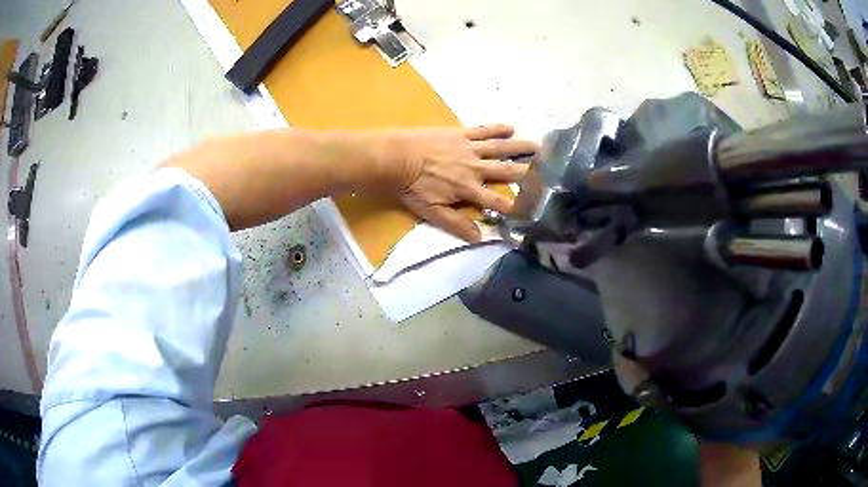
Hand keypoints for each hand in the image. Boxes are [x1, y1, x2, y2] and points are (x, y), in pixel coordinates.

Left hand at [388, 125, 537, 241]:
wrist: (396, 158)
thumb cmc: (411, 187)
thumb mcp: (432, 212)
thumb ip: (456, 224)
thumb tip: (481, 237)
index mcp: (469, 190)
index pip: (498, 202)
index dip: (516, 207)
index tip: (533, 210)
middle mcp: (476, 168)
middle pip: (507, 172)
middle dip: (529, 174)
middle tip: (549, 173)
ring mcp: (470, 148)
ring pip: (501, 148)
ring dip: (520, 148)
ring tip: (540, 147)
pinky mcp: (461, 133)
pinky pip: (484, 130)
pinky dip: (498, 128)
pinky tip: (511, 127)